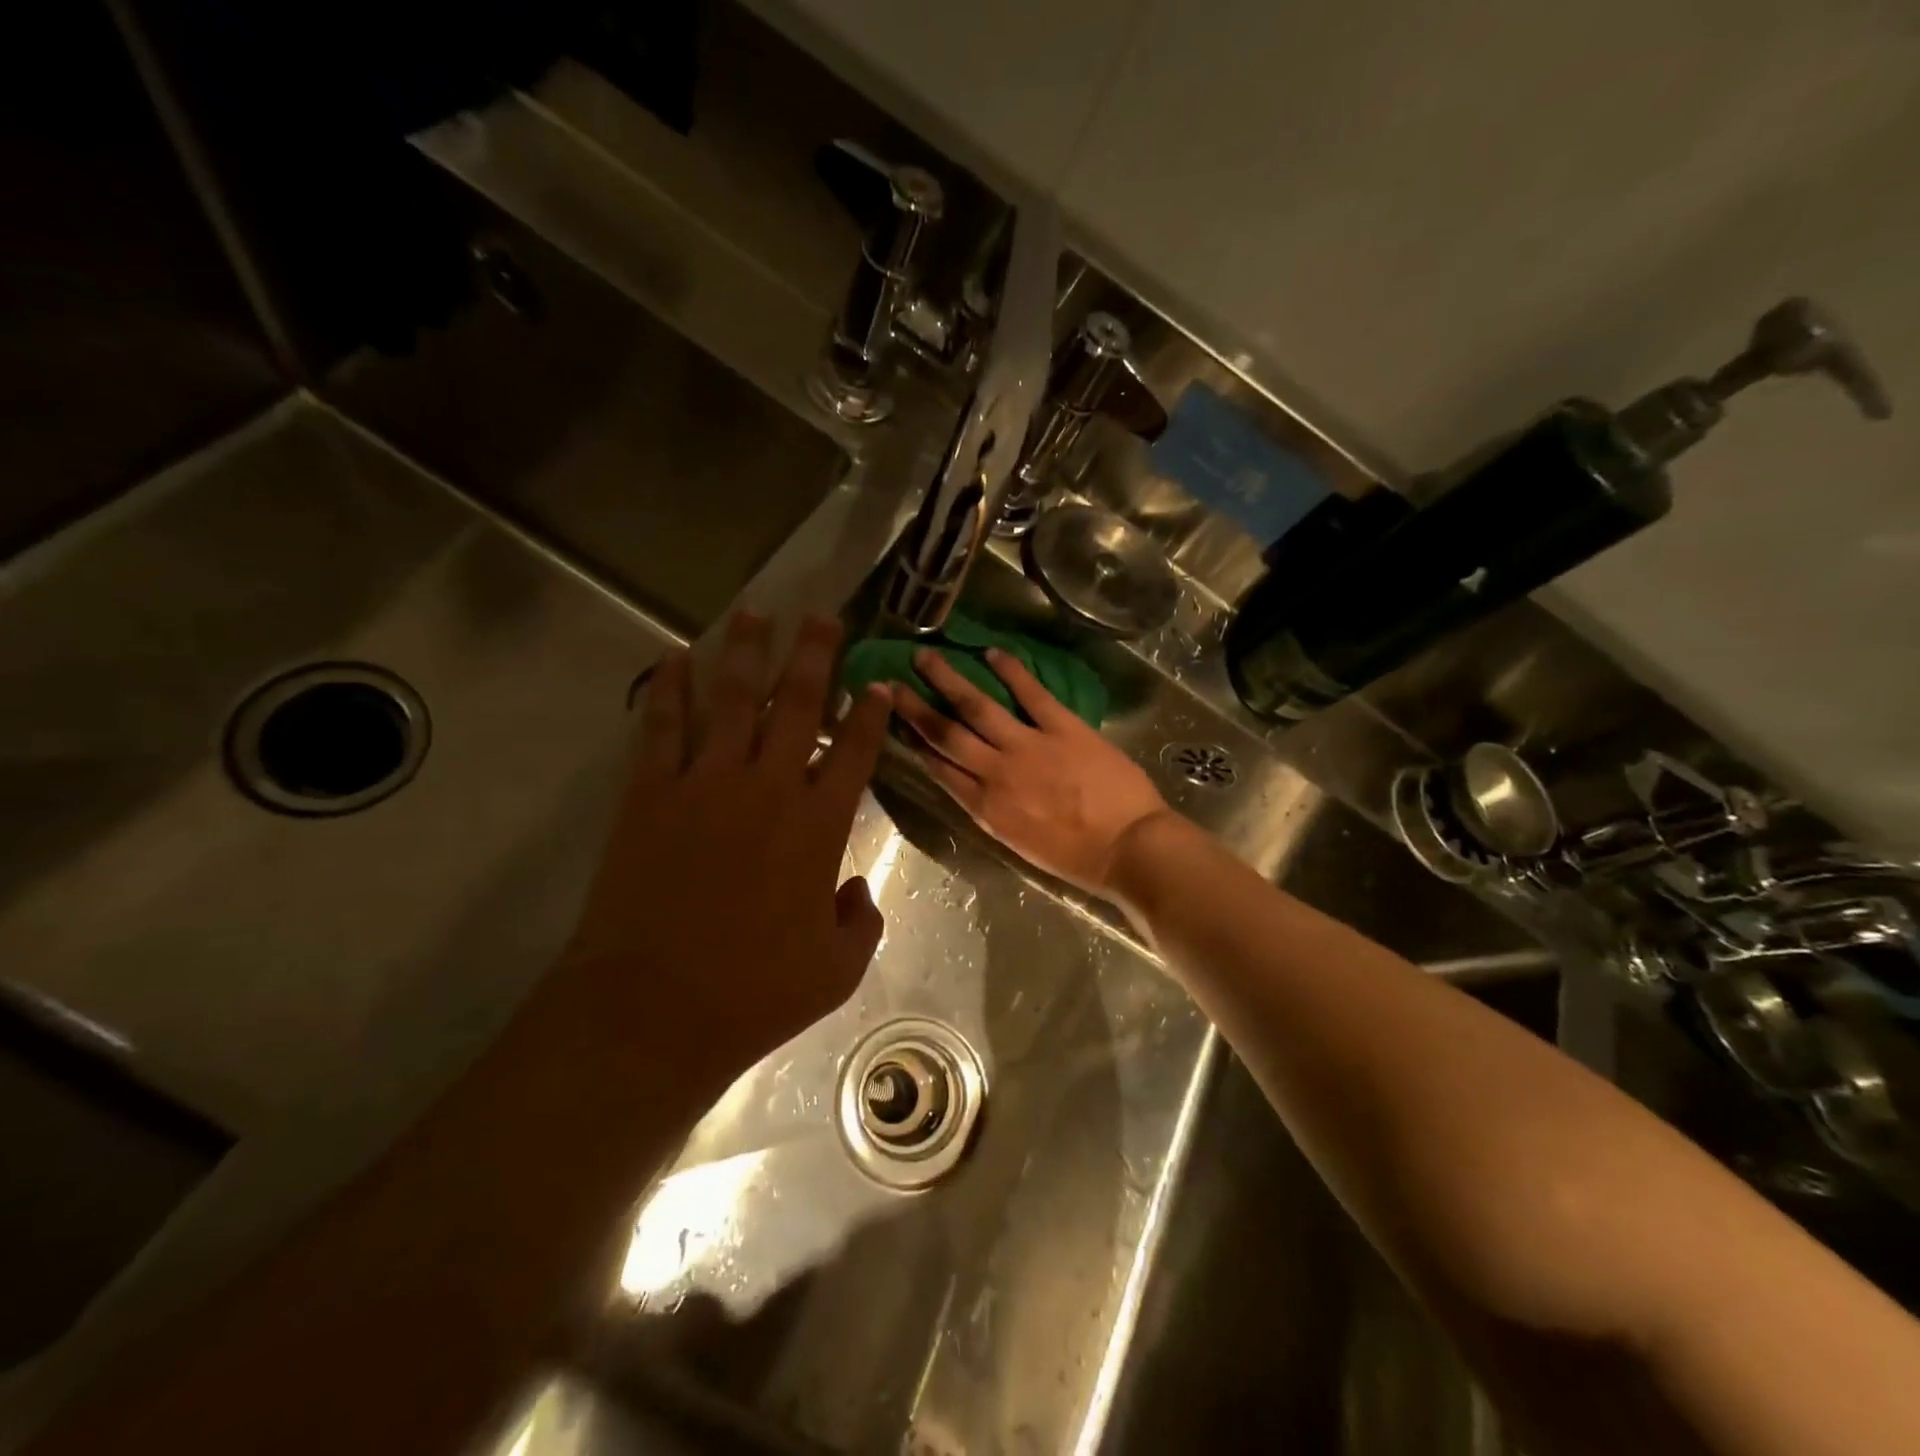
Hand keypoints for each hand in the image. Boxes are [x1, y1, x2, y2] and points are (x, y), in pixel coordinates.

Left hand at [561, 612, 891, 1080]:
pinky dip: (668, 688)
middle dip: (814, 655)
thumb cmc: (754, 994)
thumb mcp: (837, 970)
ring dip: (746, 652)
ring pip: (732, 699)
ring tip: (754, 613)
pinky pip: (661, 726)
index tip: (877, 684)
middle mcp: (768, 787)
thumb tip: (854, 890)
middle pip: (797, 704)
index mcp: (819, 826)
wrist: (652, 1012)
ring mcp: (705, 784)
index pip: (855, 751)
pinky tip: (673, 658)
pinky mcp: (651, 793)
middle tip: (822, 616)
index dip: (870, 713)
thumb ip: (861, 921)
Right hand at [892, 647, 1172, 897]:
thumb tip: (974, 785)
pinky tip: (992, 652)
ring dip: (948, 679)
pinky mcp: (1062, 727)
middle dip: (915, 707)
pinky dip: (1011, 670)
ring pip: (976, 707)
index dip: (914, 742)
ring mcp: (1028, 746)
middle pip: (945, 734)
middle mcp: (996, 773)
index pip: (939, 768)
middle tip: (891, 682)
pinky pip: (1031, 693)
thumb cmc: (1079, 858)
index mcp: (986, 807)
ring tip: (926, 656)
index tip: (894, 721)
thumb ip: (994, 812)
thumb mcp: (1021, 844)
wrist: (1129, 848)